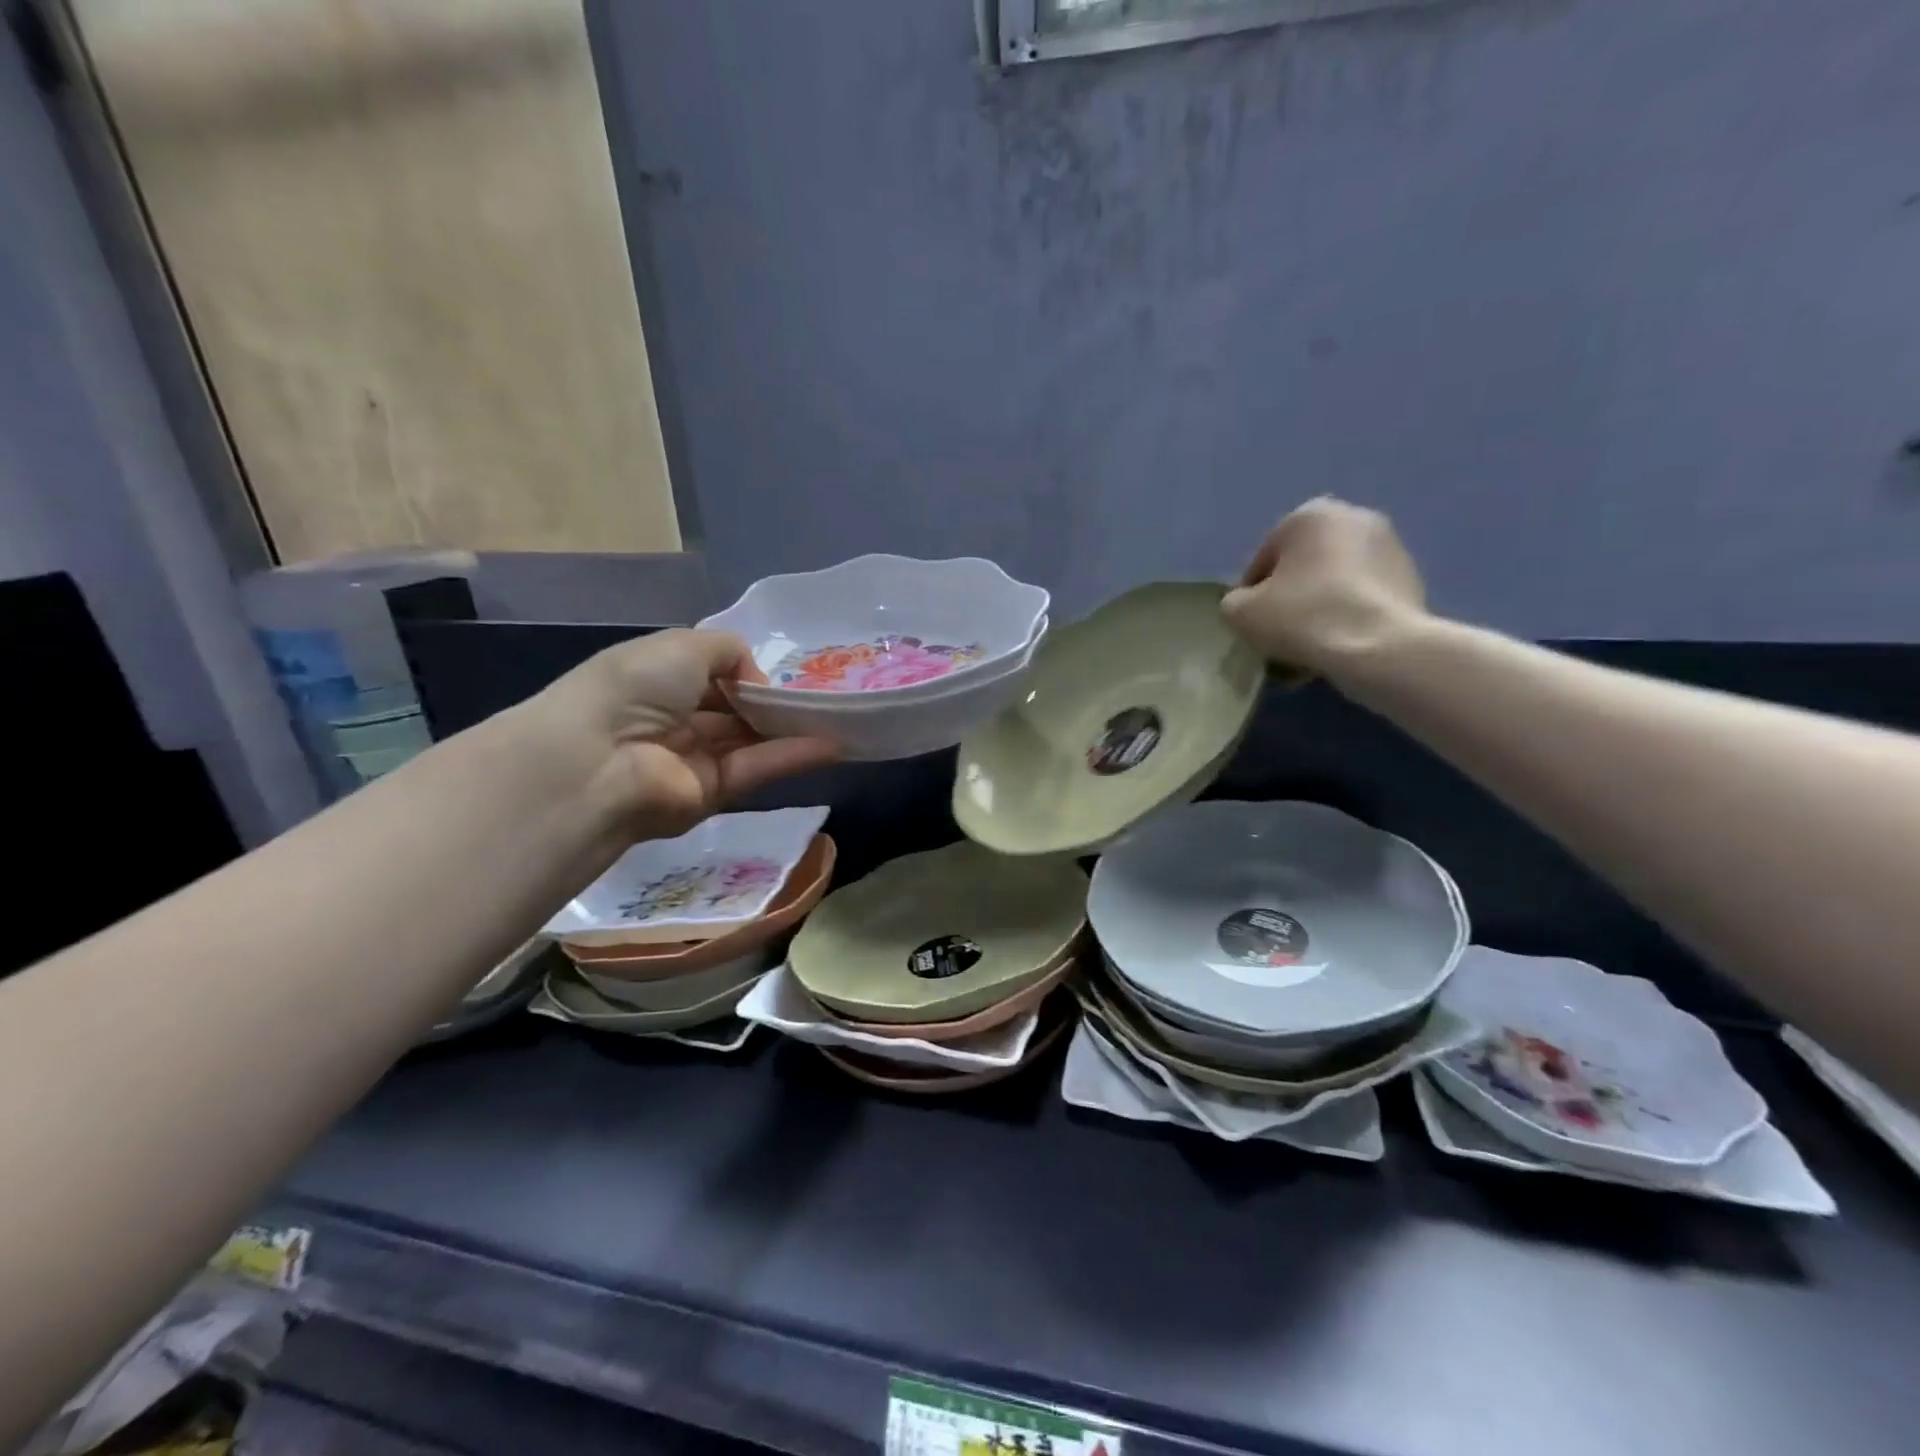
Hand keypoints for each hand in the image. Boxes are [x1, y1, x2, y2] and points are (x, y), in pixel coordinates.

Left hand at [533, 629, 839, 839]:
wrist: (601, 760)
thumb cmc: (637, 687)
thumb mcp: (685, 645)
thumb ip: (731, 652)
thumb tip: (757, 682)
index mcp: (658, 680)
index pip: (711, 675)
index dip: (746, 674)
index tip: (781, 674)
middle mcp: (675, 719)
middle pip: (734, 711)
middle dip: (773, 704)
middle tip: (820, 697)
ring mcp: (693, 759)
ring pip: (751, 741)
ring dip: (791, 730)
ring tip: (837, 718)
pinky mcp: (712, 794)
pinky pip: (756, 768)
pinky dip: (792, 756)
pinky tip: (829, 744)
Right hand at [1222, 498, 1427, 677]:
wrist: (1380, 647)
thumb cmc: (1303, 617)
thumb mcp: (1240, 613)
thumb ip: (1234, 602)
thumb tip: (1247, 605)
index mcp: (1309, 515)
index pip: (1263, 562)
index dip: (1250, 599)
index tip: (1252, 629)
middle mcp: (1354, 518)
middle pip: (1302, 570)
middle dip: (1288, 603)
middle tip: (1279, 640)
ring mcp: (1390, 547)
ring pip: (1334, 586)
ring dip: (1318, 613)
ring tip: (1308, 653)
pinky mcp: (1412, 579)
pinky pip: (1363, 600)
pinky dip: (1348, 620)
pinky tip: (1338, 651)